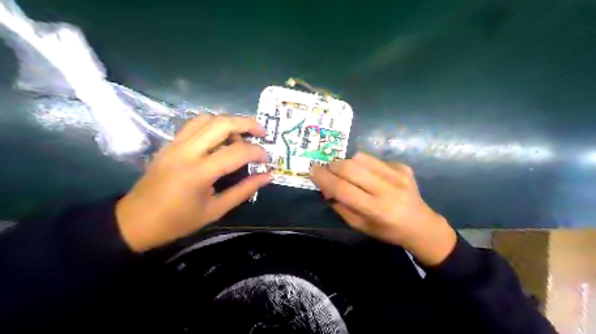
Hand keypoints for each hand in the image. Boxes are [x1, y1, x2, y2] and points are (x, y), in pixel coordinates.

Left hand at [115, 113, 270, 250]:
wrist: (135, 221)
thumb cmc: (178, 221)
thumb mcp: (216, 210)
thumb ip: (244, 190)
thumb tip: (267, 177)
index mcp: (199, 172)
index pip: (237, 152)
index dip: (257, 152)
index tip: (267, 159)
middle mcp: (187, 151)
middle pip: (221, 123)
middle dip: (247, 123)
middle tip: (262, 133)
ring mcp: (175, 144)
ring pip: (207, 118)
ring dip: (229, 122)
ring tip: (241, 136)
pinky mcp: (170, 143)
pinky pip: (194, 124)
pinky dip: (213, 125)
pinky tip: (221, 138)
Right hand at [313, 153, 457, 264]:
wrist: (421, 224)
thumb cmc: (387, 230)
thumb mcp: (360, 226)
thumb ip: (340, 206)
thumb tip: (325, 188)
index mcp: (376, 209)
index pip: (342, 188)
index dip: (324, 178)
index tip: (312, 170)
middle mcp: (387, 189)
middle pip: (350, 167)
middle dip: (333, 166)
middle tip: (328, 170)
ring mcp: (397, 174)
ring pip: (361, 157)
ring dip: (347, 162)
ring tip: (347, 172)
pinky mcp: (403, 166)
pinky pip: (375, 159)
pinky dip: (365, 165)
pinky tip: (370, 175)